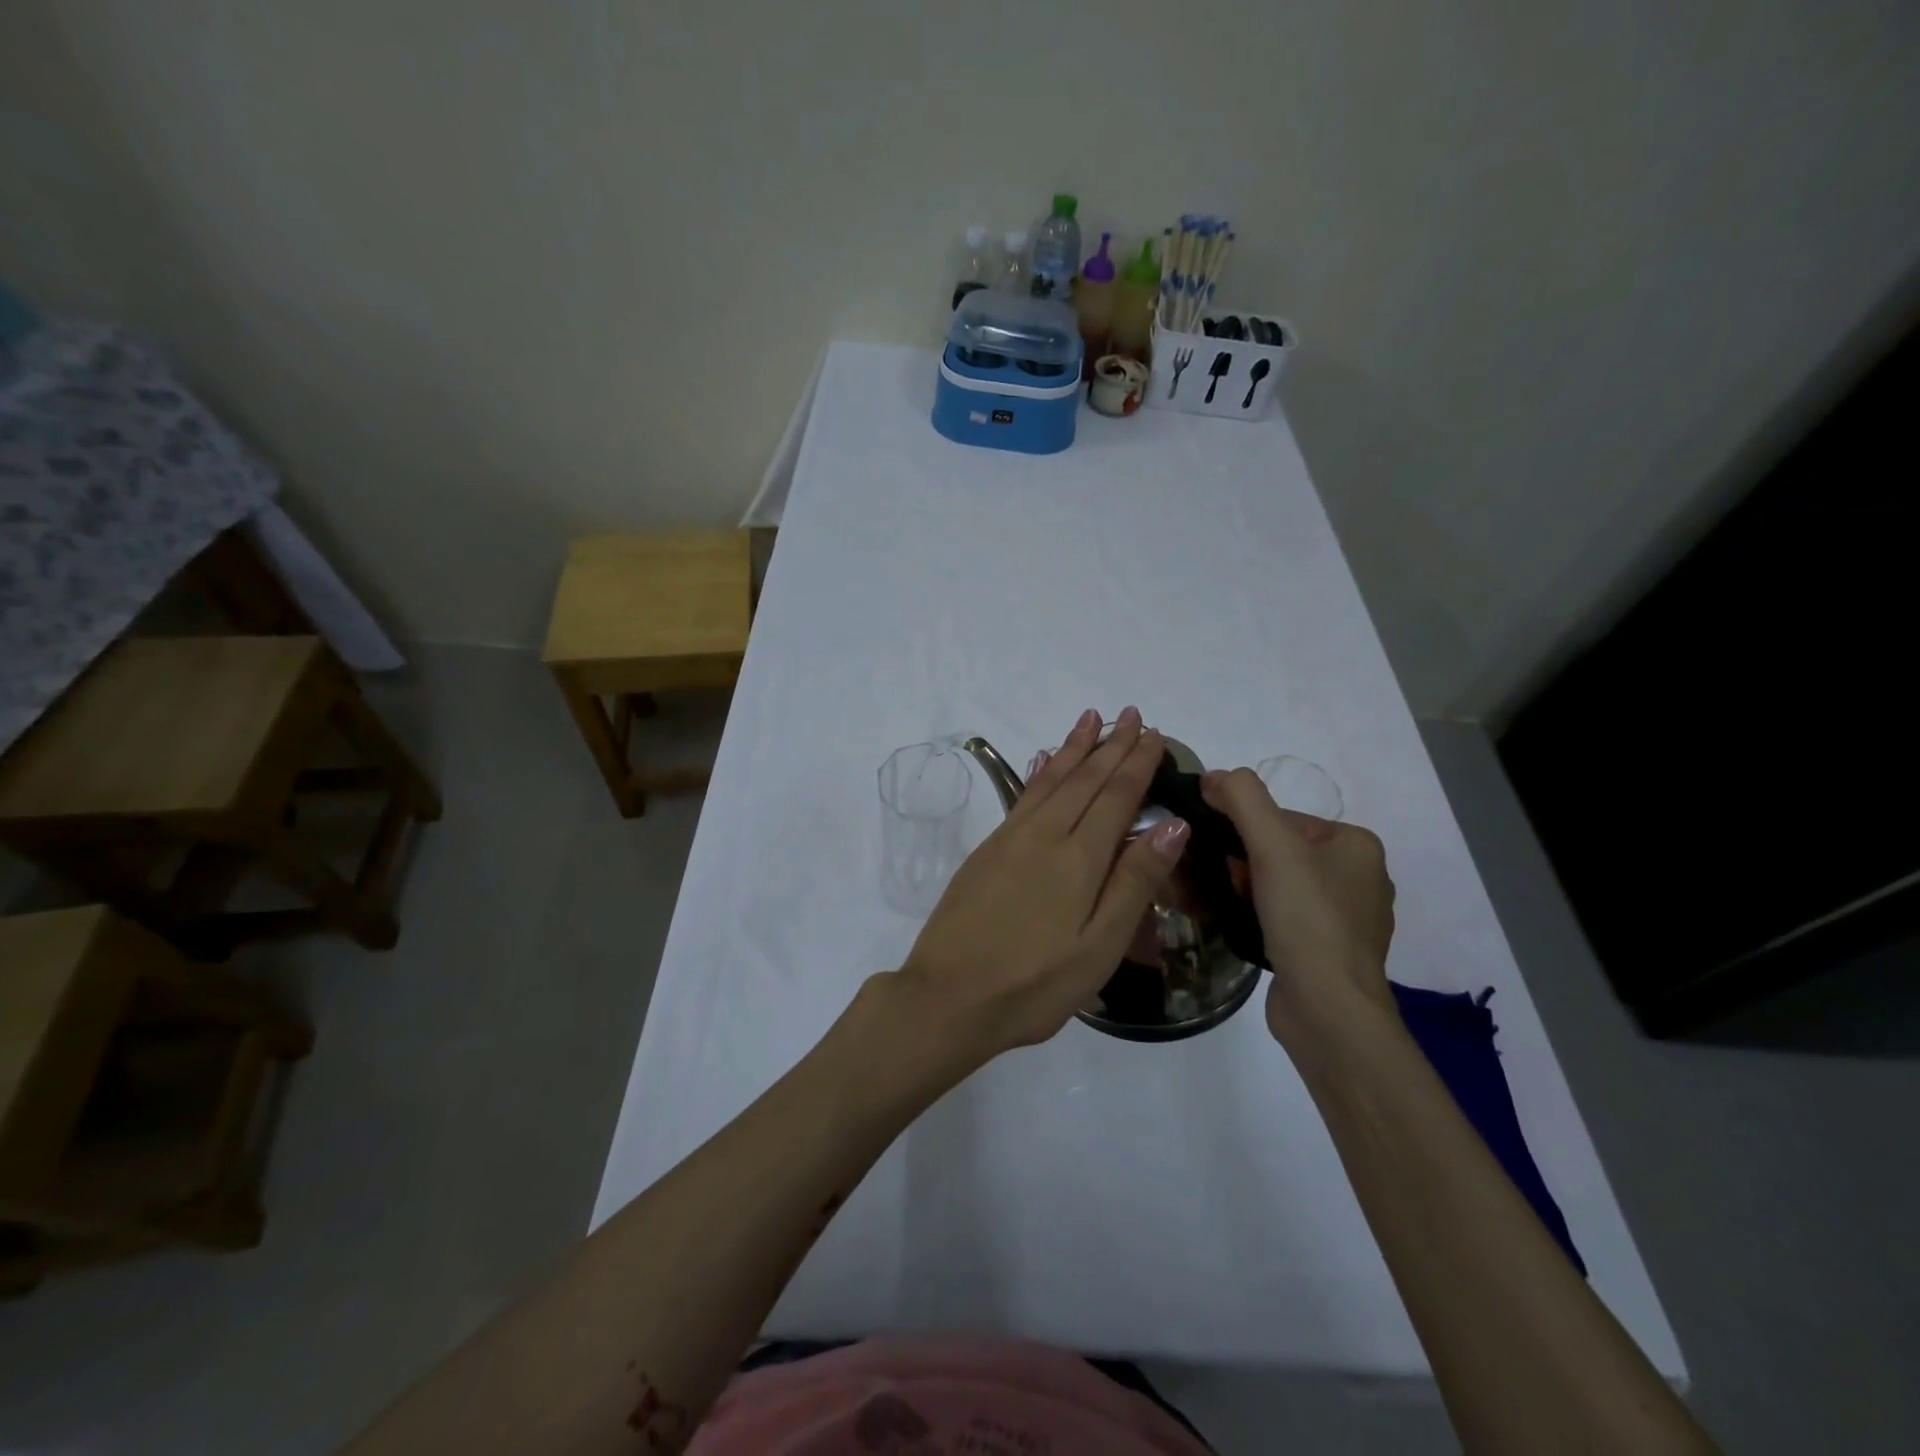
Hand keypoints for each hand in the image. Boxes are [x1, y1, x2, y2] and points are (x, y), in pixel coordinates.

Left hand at [896, 707, 1189, 1062]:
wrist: (949, 996)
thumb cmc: (1034, 984)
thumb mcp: (1099, 946)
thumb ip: (1135, 882)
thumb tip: (1173, 826)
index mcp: (1080, 858)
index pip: (1116, 796)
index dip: (1136, 763)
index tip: (1153, 733)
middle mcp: (1045, 835)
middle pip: (1085, 779)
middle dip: (1110, 745)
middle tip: (1129, 713)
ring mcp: (1011, 839)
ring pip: (1051, 780)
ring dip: (1074, 748)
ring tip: (1090, 718)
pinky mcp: (987, 850)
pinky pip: (1022, 796)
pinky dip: (1040, 772)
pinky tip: (1045, 761)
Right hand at [1200, 767, 1396, 1037]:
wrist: (1327, 1008)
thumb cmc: (1306, 917)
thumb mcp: (1272, 844)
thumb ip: (1242, 798)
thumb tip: (1214, 776)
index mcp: (1358, 845)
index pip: (1284, 818)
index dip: (1245, 829)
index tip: (1222, 852)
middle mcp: (1361, 877)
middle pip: (1281, 850)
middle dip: (1244, 861)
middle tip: (1223, 881)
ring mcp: (1348, 918)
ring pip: (1280, 885)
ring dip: (1248, 888)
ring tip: (1227, 903)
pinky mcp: (1330, 951)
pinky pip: (1286, 917)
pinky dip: (1261, 916)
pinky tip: (1245, 927)